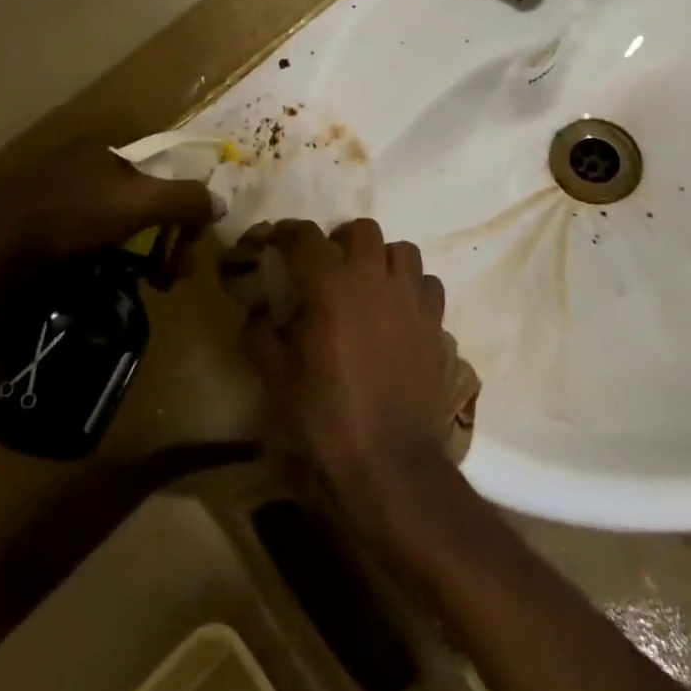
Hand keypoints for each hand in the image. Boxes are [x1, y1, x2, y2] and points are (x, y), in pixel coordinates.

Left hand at [3, 140, 219, 262]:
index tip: (193, 238)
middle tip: (175, 273)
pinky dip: (114, 262)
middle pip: (147, 199)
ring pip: (123, 225)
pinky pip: (96, 243)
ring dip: (146, 253)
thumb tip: (220, 205)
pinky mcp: (45, 231)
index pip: (166, 167)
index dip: (186, 201)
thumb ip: (185, 199)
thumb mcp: (139, 201)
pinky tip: (115, 283)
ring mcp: (64, 199)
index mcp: (109, 147)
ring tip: (152, 284)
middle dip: (170, 235)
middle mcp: (88, 167)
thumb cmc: (71, 213)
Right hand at [241, 219, 453, 537]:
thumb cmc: (327, 416)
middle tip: (328, 265)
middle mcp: (373, 278)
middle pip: (361, 230)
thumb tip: (255, 318)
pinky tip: (400, 310)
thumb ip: (260, 338)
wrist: (389, 459)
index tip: (277, 241)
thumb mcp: (278, 380)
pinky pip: (427, 283)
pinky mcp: (435, 321)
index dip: (287, 233)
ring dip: (382, 259)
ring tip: (369, 283)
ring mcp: (410, 297)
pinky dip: (412, 287)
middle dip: (341, 240)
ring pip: (401, 250)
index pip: (306, 237)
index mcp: (330, 285)